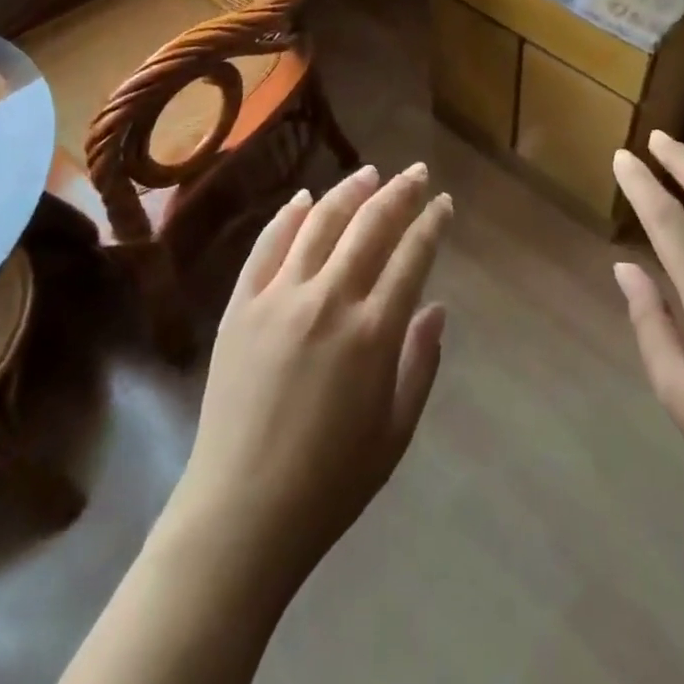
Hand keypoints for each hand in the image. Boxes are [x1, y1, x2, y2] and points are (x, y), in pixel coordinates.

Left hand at [166, 163, 452, 589]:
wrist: (242, 511)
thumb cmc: (331, 481)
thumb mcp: (396, 431)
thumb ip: (421, 363)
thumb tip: (436, 307)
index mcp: (373, 332)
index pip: (411, 256)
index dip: (431, 223)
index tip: (443, 202)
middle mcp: (328, 300)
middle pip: (370, 226)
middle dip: (399, 193)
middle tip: (415, 172)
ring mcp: (279, 297)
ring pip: (319, 223)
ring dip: (348, 192)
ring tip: (369, 172)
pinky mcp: (240, 305)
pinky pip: (267, 246)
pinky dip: (288, 216)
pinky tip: (304, 198)